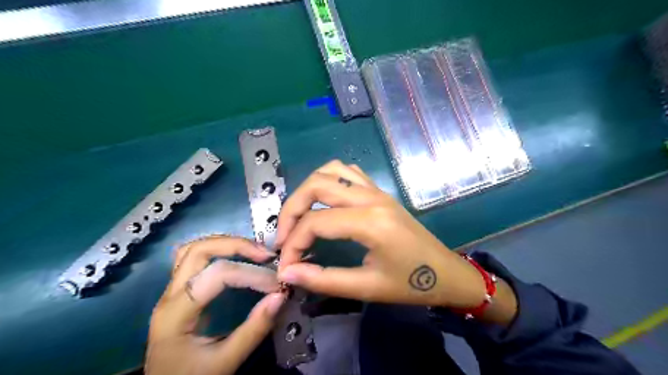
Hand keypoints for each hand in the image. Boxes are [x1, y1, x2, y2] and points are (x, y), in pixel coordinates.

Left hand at [146, 238, 285, 374]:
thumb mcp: (225, 362)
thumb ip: (254, 330)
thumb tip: (280, 296)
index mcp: (176, 313)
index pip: (217, 275)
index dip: (251, 275)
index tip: (276, 285)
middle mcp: (169, 295)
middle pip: (199, 250)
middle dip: (237, 246)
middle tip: (266, 255)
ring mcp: (171, 291)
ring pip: (193, 249)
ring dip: (226, 244)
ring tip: (253, 252)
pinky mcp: (178, 292)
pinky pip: (193, 258)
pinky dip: (217, 251)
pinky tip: (234, 256)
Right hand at [274, 161, 489, 310]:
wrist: (446, 273)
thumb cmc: (411, 284)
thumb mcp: (367, 288)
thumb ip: (323, 279)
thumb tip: (288, 272)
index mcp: (370, 221)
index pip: (315, 222)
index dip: (292, 243)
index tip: (285, 266)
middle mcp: (371, 197)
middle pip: (316, 185)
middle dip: (291, 209)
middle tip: (284, 237)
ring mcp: (376, 190)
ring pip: (330, 170)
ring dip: (308, 190)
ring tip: (300, 217)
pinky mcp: (380, 191)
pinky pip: (347, 172)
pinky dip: (327, 181)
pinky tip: (324, 203)